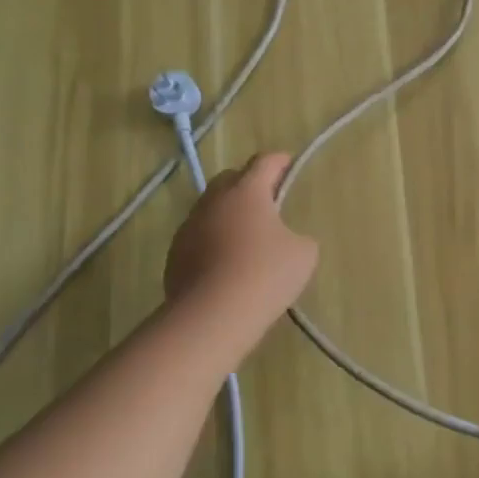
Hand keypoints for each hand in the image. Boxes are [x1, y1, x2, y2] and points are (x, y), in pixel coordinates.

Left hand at [165, 153, 318, 324]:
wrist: (212, 316)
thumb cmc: (265, 275)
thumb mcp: (304, 254)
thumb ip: (299, 236)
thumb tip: (287, 240)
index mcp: (247, 191)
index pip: (264, 161)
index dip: (280, 161)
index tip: (289, 166)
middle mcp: (214, 200)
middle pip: (232, 178)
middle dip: (250, 184)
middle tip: (268, 203)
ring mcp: (189, 226)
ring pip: (212, 208)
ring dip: (229, 214)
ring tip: (246, 237)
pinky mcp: (175, 253)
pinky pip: (199, 235)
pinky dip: (213, 240)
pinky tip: (226, 264)